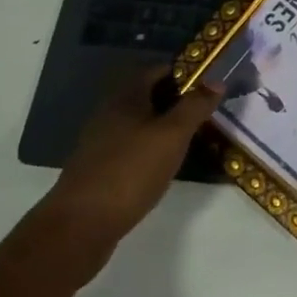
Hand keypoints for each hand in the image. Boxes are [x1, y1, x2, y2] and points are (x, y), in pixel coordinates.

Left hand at [52, 70, 220, 253]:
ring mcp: (102, 141)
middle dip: (178, 100)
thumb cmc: (130, 171)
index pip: (159, 70)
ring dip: (165, 126)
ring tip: (193, 138)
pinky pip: (132, 146)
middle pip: (149, 95)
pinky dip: (151, 148)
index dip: (186, 73)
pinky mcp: (99, 168)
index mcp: (126, 96)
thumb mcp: (172, 135)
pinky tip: (166, 165)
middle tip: (207, 112)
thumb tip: (216, 81)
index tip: (211, 85)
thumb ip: (195, 106)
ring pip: (141, 122)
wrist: (80, 226)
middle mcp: (110, 112)